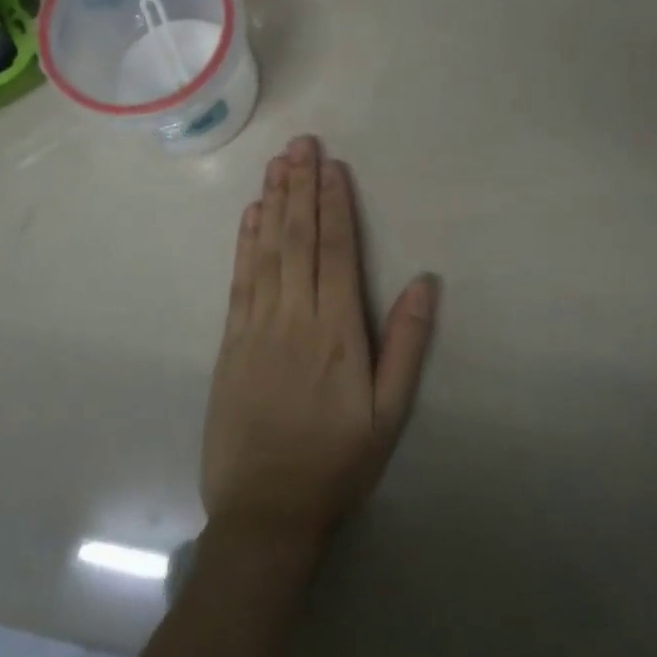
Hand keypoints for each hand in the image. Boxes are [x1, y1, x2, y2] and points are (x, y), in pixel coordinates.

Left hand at [201, 135, 438, 548]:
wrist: (265, 513)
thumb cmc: (337, 462)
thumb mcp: (390, 414)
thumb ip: (407, 344)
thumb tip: (425, 281)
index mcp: (338, 331)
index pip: (337, 251)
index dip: (334, 204)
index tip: (331, 165)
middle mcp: (295, 317)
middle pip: (298, 238)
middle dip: (300, 186)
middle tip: (301, 142)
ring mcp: (257, 327)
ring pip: (266, 250)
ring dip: (273, 202)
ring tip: (278, 162)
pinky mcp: (231, 342)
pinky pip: (240, 280)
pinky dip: (245, 242)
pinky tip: (251, 214)